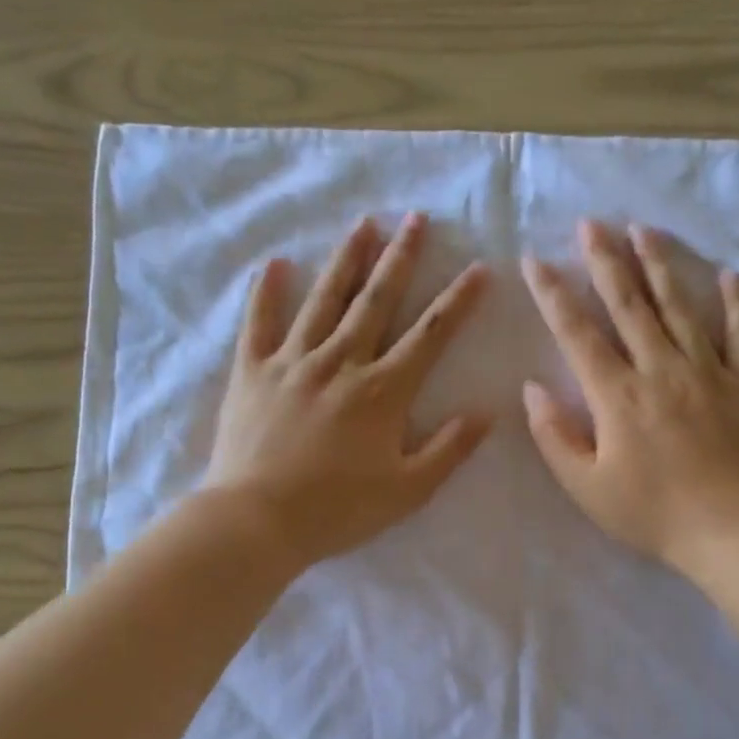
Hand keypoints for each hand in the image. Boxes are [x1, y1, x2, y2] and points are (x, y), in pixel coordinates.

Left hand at [204, 213, 491, 566]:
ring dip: (346, 259)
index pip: (430, 335)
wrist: (258, 520)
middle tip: (415, 219)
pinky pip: (260, 322)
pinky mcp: (252, 372)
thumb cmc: (338, 510)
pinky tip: (277, 263)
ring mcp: (293, 362)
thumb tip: (486, 413)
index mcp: (383, 391)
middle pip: (377, 300)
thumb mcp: (408, 490)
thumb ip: (448, 450)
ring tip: (363, 224)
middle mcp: (341, 362)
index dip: (458, 301)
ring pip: (324, 299)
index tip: (479, 268)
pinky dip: (267, 292)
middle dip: (400, 258)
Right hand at [522, 220, 738, 573]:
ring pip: (681, 306)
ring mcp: (709, 372)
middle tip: (591, 223)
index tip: (536, 260)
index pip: (577, 333)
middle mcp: (661, 369)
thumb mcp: (585, 487)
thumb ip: (555, 436)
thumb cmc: (650, 514)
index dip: (553, 295)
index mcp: (617, 395)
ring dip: (660, 265)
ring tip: (644, 230)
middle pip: (629, 304)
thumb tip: (532, 389)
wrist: (730, 531)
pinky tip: (730, 276)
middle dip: (606, 261)